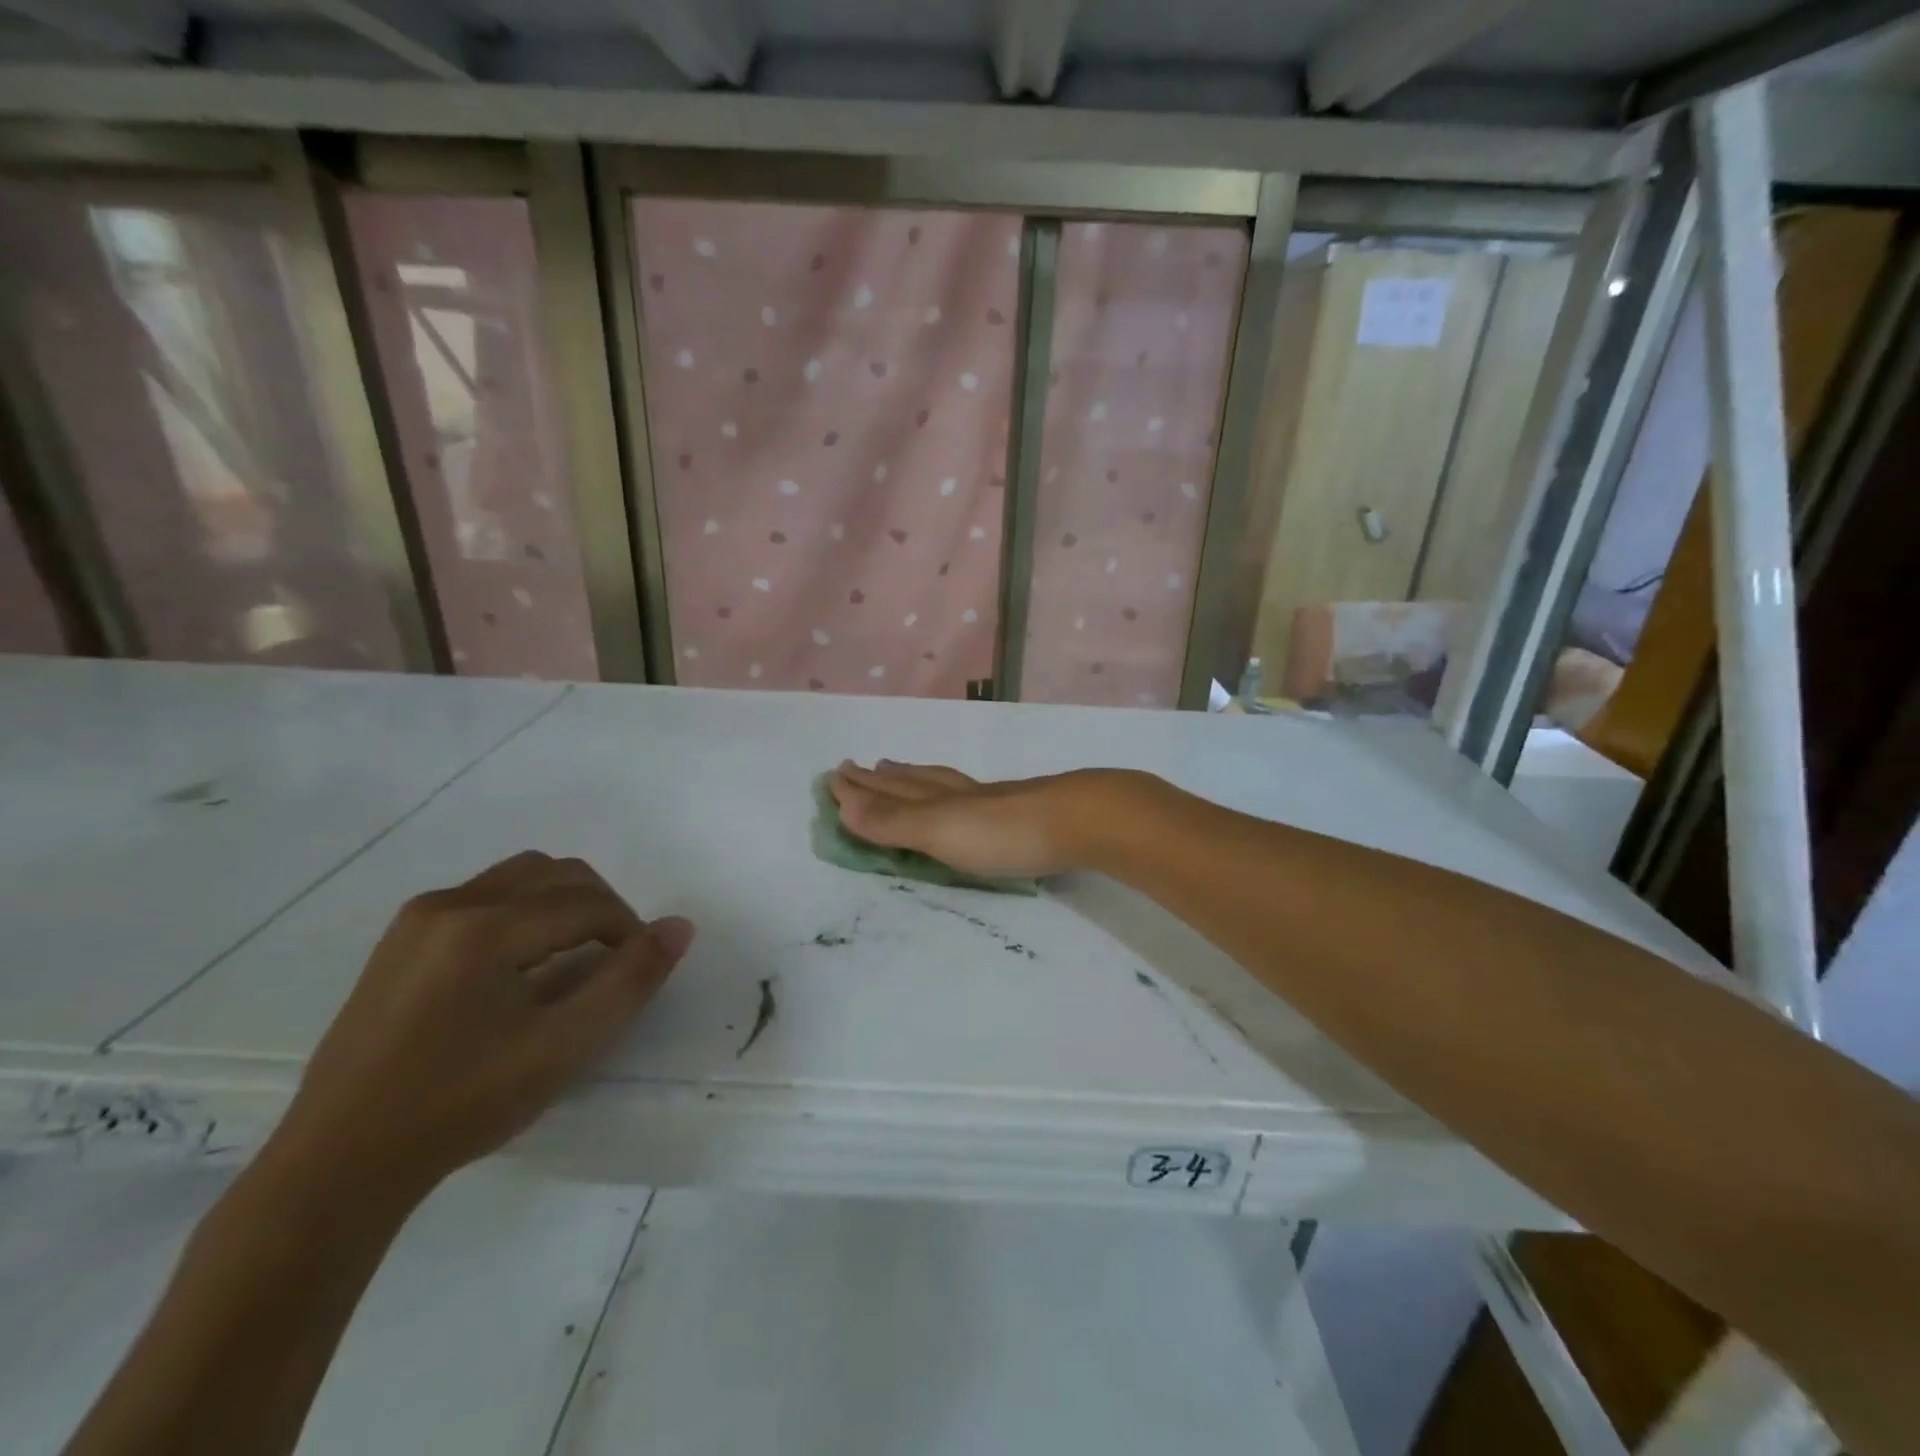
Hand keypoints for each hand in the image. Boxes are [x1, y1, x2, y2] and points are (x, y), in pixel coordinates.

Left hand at [270, 852, 693, 1201]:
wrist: (338, 1163)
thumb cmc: (461, 1104)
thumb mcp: (562, 1047)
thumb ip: (628, 982)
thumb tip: (680, 927)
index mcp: (486, 927)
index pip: (586, 902)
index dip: (629, 929)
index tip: (640, 970)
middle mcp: (449, 904)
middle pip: (554, 873)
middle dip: (600, 906)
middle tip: (615, 959)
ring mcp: (417, 920)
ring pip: (518, 879)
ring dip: (562, 904)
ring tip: (572, 960)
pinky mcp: (399, 941)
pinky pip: (483, 898)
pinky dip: (522, 914)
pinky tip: (519, 969)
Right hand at [829, 760, 1142, 879]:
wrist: (1083, 820)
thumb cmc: (1005, 832)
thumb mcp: (941, 830)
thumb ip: (894, 821)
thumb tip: (842, 802)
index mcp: (939, 798)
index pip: (892, 790)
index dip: (863, 786)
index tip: (836, 774)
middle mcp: (962, 793)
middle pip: (915, 781)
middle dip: (885, 778)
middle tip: (863, 766)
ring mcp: (994, 799)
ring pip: (944, 783)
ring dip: (916, 778)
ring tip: (900, 769)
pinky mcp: (1022, 809)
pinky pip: (972, 794)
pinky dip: (954, 790)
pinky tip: (967, 794)